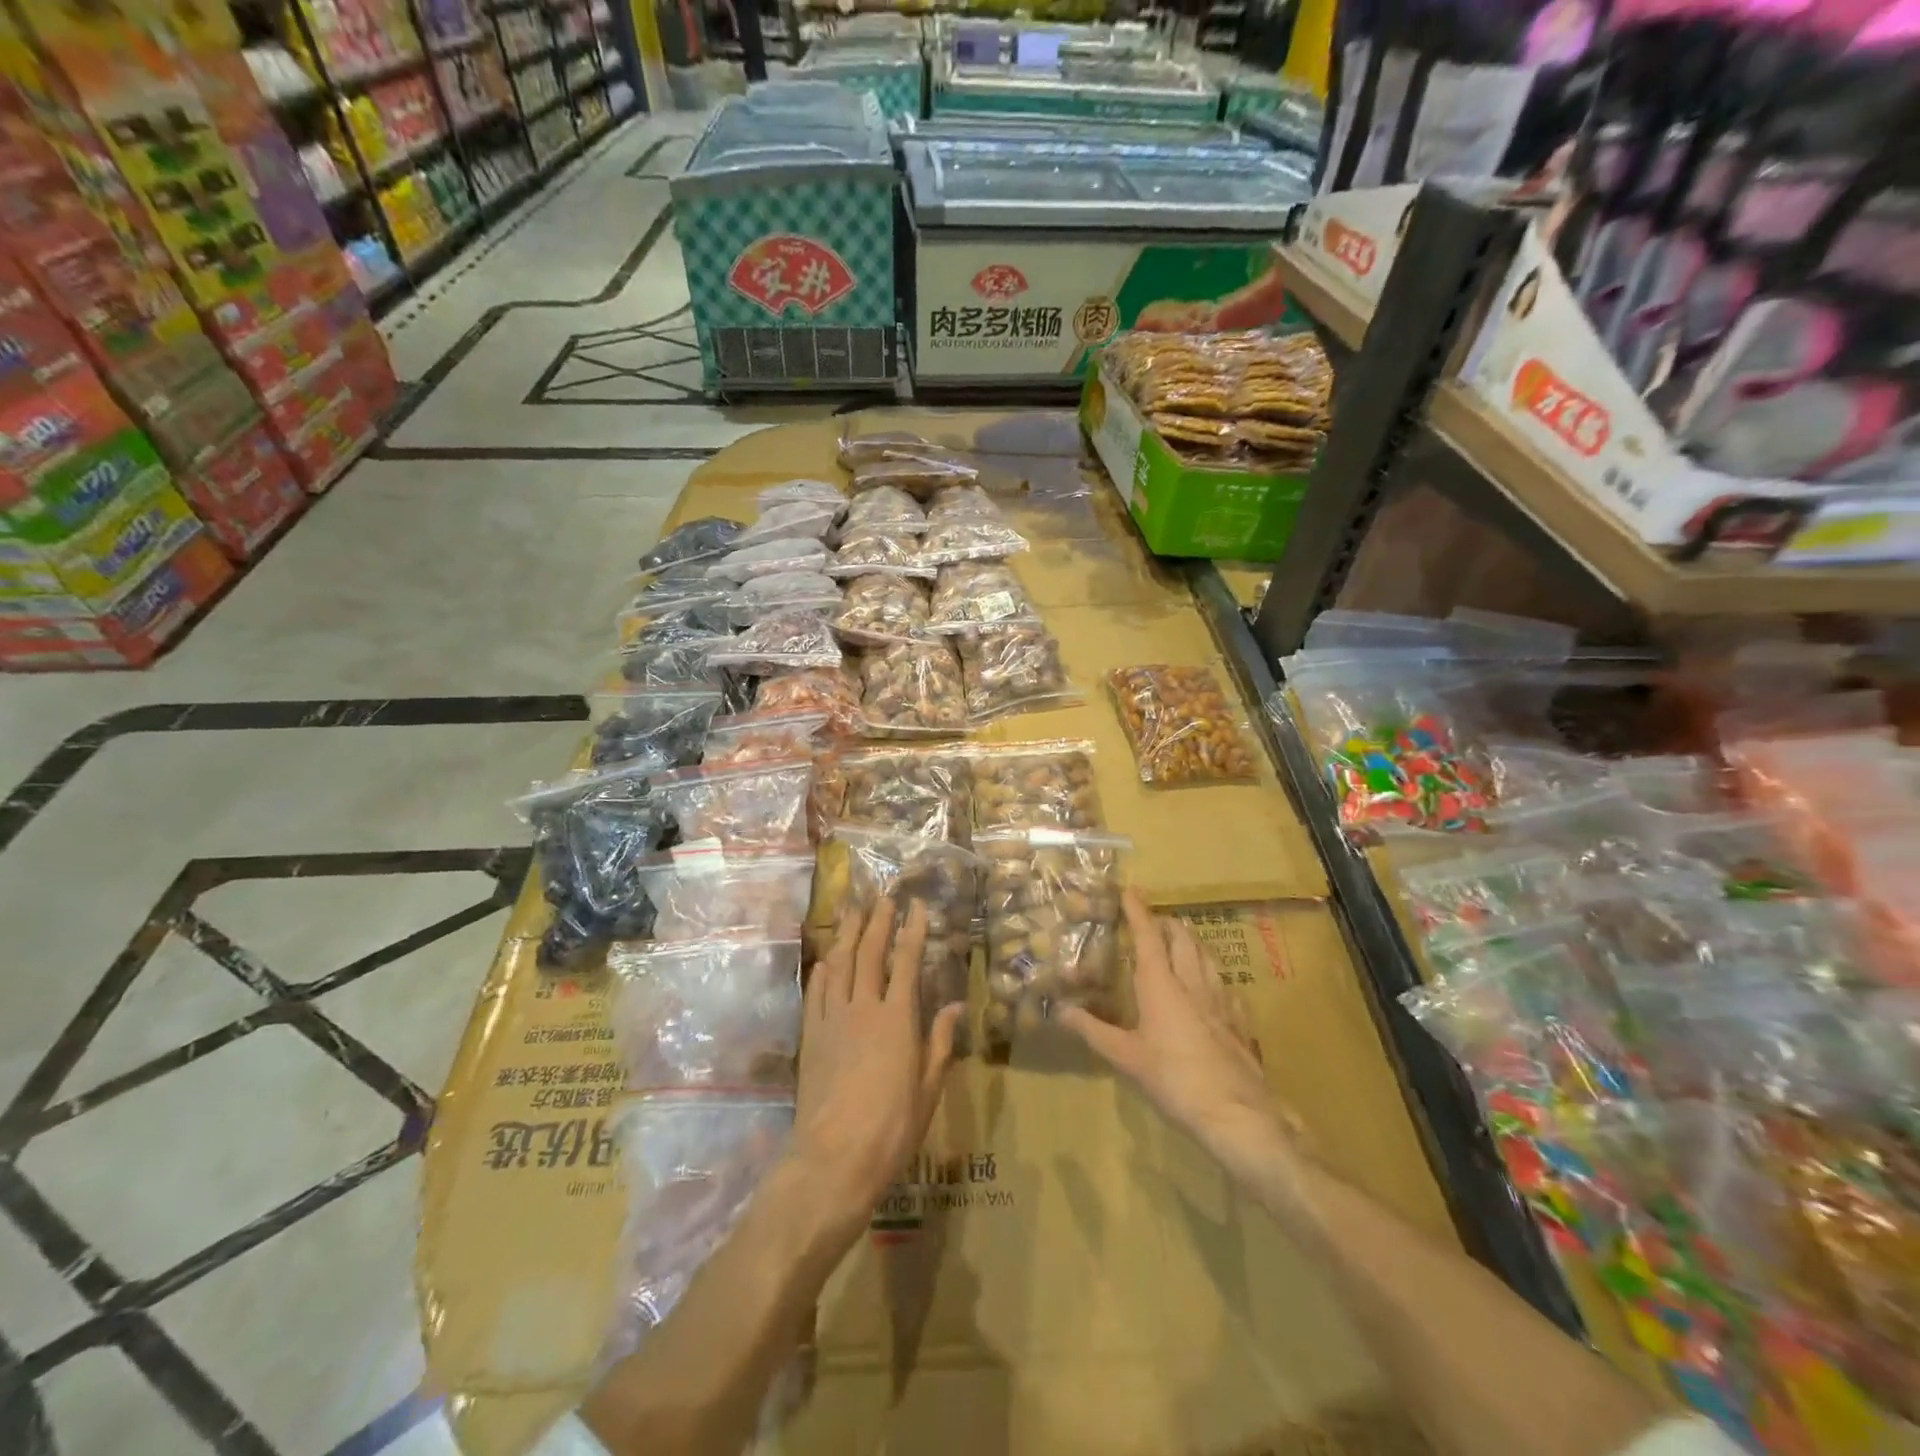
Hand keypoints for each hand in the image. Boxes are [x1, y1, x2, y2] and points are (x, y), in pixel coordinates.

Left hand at [791, 898, 963, 1226]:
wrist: (833, 1158)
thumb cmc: (892, 1128)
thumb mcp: (928, 1089)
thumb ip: (940, 1042)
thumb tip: (955, 1005)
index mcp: (897, 1019)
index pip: (907, 962)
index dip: (912, 931)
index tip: (916, 906)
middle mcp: (863, 1008)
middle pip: (870, 954)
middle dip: (878, 922)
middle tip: (884, 897)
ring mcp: (832, 1020)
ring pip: (840, 965)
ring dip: (848, 934)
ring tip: (853, 911)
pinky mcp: (812, 1037)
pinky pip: (816, 993)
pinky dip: (823, 970)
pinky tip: (826, 959)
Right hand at [1057, 889, 1292, 1177]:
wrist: (1236, 1112)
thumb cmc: (1173, 1078)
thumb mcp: (1125, 1057)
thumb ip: (1093, 1030)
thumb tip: (1059, 1010)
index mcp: (1161, 984)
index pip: (1148, 936)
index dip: (1138, 910)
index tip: (1129, 889)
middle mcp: (1192, 983)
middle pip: (1182, 938)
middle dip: (1167, 923)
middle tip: (1153, 922)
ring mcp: (1221, 1000)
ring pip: (1207, 957)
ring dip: (1192, 944)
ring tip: (1181, 944)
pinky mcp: (1240, 1021)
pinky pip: (1227, 987)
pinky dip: (1214, 977)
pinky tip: (1214, 989)